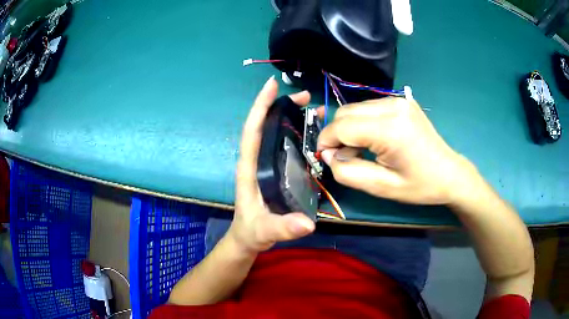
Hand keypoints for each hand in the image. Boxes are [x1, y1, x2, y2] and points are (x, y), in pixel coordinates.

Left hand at [229, 76, 314, 253]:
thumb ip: (282, 228)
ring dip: (295, 118)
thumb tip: (307, 224)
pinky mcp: (277, 171)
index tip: (272, 85)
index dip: (260, 106)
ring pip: (279, 134)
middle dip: (284, 106)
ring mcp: (267, 164)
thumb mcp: (264, 231)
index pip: (252, 130)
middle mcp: (257, 160)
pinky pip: (287, 147)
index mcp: (249, 167)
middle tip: (307, 97)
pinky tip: (317, 134)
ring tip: (318, 111)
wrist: (248, 239)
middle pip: (267, 125)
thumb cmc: (251, 232)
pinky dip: (300, 135)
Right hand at [317, 97, 474, 204]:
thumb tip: (328, 155)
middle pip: (345, 112)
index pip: (342, 126)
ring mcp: (398, 100)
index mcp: (390, 128)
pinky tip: (371, 139)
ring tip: (359, 150)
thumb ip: (348, 172)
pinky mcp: (401, 101)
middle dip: (336, 134)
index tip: (324, 158)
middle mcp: (392, 106)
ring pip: (355, 108)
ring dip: (348, 128)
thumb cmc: (420, 185)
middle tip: (343, 157)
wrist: (450, 173)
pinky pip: (368, 107)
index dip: (326, 142)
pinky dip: (361, 122)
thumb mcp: (382, 188)